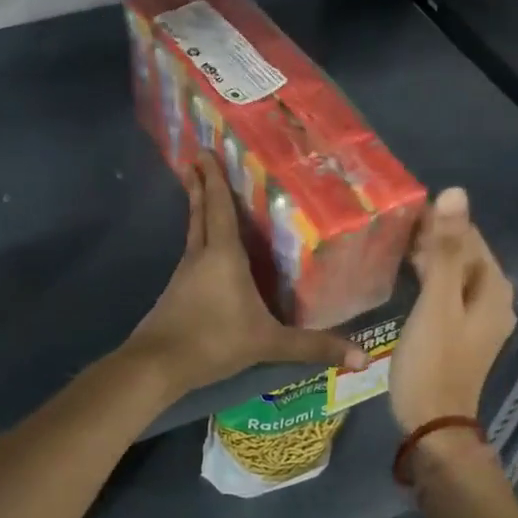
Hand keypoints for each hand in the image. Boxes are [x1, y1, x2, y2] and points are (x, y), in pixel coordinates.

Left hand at [126, 157, 365, 398]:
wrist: (157, 365)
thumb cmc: (214, 341)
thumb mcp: (267, 344)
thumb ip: (312, 346)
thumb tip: (361, 358)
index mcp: (223, 256)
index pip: (220, 208)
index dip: (215, 179)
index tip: (205, 152)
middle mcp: (201, 256)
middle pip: (201, 213)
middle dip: (201, 186)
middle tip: (196, 159)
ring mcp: (184, 274)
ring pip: (193, 232)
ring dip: (198, 210)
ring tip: (202, 192)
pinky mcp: (175, 292)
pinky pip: (191, 255)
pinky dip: (198, 240)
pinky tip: (206, 251)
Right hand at [389, 187, 516, 432]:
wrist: (433, 422)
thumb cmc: (433, 361)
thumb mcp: (436, 302)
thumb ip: (444, 250)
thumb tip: (455, 192)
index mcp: (493, 287)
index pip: (468, 235)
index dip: (438, 218)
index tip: (400, 208)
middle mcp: (493, 298)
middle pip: (463, 253)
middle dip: (431, 236)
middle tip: (389, 224)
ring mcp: (478, 317)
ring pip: (453, 272)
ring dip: (427, 256)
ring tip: (390, 242)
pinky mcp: (460, 331)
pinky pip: (446, 291)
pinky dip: (428, 278)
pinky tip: (403, 274)